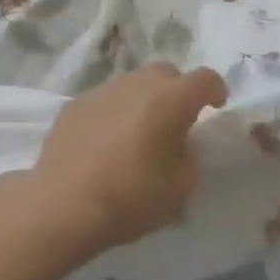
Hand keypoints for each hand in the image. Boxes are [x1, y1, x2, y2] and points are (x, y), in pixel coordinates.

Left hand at [23, 62, 227, 263]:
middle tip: (176, 123)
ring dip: (144, 102)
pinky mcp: (76, 104)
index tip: (217, 106)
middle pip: (167, 74)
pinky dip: (115, 114)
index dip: (216, 90)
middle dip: (177, 92)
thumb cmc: (130, 197)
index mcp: (171, 99)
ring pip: (134, 85)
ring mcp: (104, 90)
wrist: (63, 204)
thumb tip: (182, 146)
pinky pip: (106, 101)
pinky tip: (106, 144)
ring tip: (138, 135)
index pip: (205, 78)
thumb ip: (190, 159)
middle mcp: (138, 84)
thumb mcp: (180, 190)